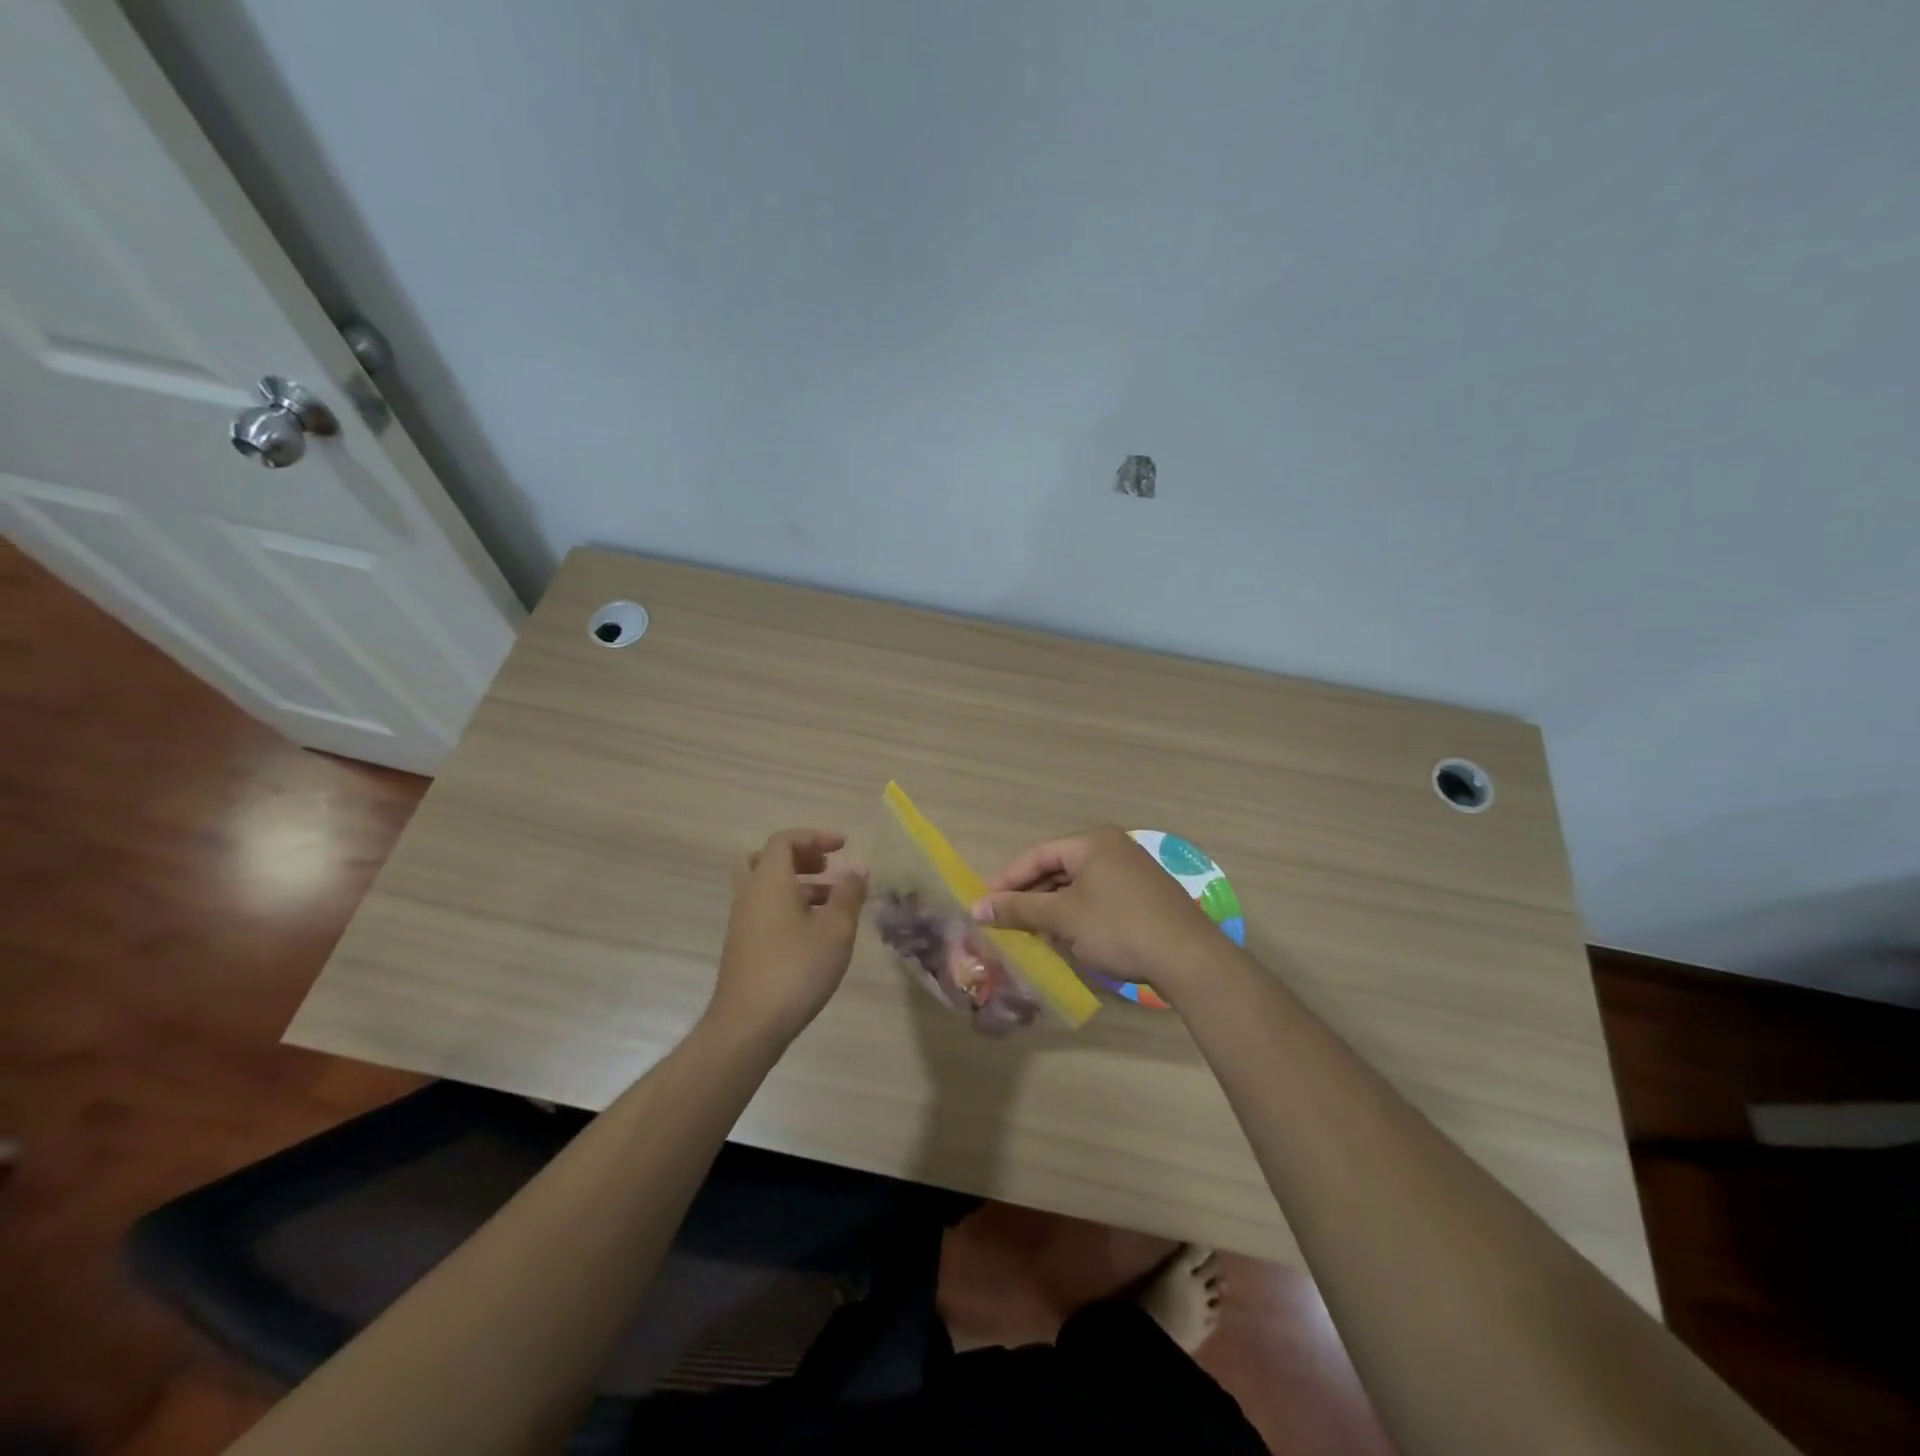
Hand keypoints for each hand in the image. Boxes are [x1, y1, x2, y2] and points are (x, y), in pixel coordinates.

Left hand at [707, 829, 867, 1046]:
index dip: (815, 837)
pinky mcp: (743, 946)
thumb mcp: (836, 929)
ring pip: (766, 887)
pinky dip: (789, 906)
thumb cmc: (797, 968)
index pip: (785, 840)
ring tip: (833, 902)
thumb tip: (857, 869)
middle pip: (767, 859)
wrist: (748, 1025)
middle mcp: (750, 894)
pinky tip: (815, 931)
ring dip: (798, 884)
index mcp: (769, 881)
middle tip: (828, 867)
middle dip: (800, 857)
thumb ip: (849, 894)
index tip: (843, 846)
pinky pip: (765, 910)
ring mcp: (742, 922)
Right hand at [972, 826, 1224, 996]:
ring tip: (1029, 934)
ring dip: (1051, 909)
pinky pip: (1098, 900)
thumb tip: (977, 907)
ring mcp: (1132, 873)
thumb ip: (1018, 909)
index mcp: (1093, 842)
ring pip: (1077, 887)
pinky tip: (1065, 940)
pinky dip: (1076, 916)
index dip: (1007, 879)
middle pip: (1058, 869)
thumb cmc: (1118, 928)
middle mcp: (1113, 848)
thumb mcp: (1063, 918)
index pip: (1038, 854)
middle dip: (1029, 896)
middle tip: (1003, 921)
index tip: (983, 904)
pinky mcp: (1144, 898)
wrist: (1189, 958)